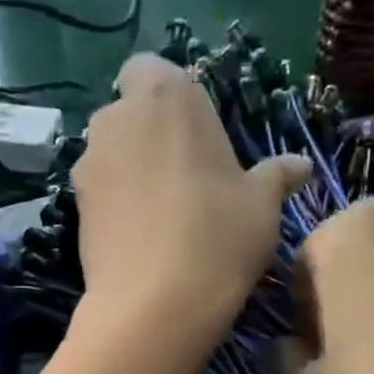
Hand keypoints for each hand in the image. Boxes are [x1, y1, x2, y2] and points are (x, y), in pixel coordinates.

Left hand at [72, 55, 308, 337]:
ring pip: (110, 154)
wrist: (153, 303)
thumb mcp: (262, 204)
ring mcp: (87, 164)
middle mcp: (116, 118)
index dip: (170, 99)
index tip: (195, 135)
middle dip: (149, 134)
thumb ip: (276, 176)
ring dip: (129, 170)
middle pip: (129, 114)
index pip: (153, 70)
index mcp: (166, 95)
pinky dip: (115, 204)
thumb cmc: (218, 236)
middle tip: (184, 175)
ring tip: (161, 212)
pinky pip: (98, 192)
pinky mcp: (73, 207)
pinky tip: (139, 237)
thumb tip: (300, 166)